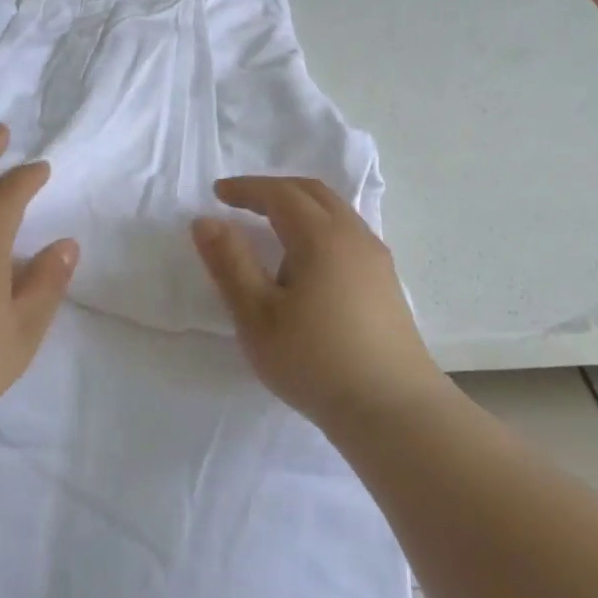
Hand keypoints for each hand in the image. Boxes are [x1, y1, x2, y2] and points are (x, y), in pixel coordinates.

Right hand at [191, 177, 444, 424]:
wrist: (392, 409)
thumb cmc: (314, 360)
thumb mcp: (257, 315)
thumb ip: (229, 262)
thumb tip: (205, 221)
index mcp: (321, 236)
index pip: (280, 194)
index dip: (246, 189)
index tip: (217, 193)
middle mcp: (354, 235)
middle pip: (312, 193)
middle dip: (274, 190)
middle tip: (241, 201)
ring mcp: (376, 258)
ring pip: (335, 212)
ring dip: (300, 206)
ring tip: (271, 226)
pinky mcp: (386, 282)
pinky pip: (348, 233)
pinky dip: (319, 226)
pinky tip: (309, 260)